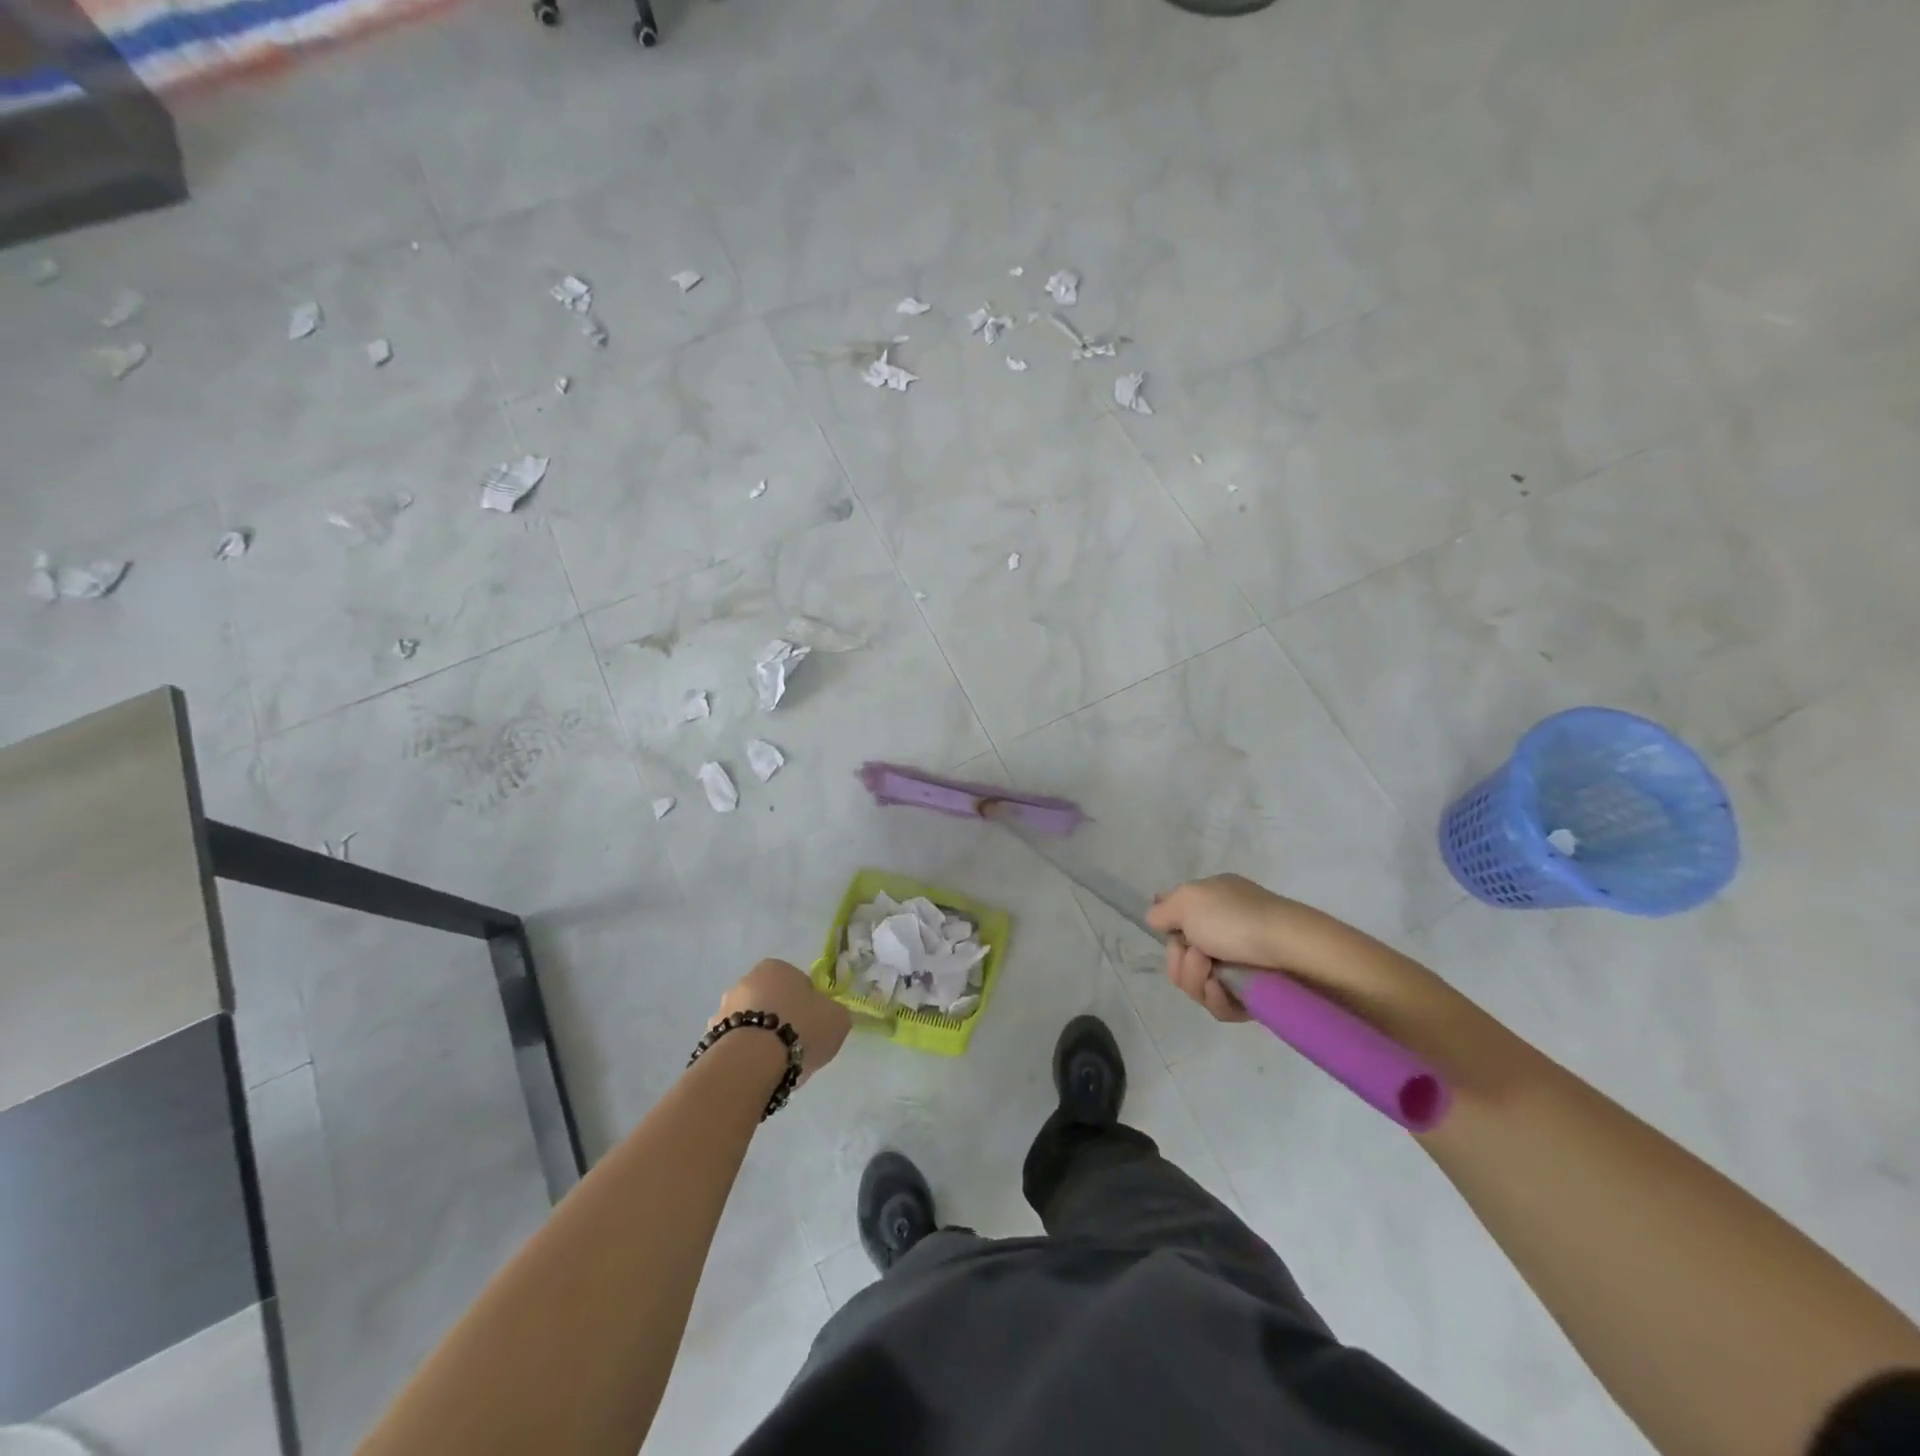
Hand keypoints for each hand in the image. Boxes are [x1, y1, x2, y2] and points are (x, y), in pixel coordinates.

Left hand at [714, 958, 850, 1083]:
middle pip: (770, 1001)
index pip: (797, 982)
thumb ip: (834, 1013)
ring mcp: (722, 1009)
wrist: (752, 1062)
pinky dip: (744, 1056)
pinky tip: (756, 1072)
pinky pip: (735, 1045)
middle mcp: (745, 981)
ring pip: (749, 1023)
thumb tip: (828, 1015)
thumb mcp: (837, 1018)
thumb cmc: (800, 1028)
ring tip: (775, 1065)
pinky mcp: (709, 1038)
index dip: (808, 1005)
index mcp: (775, 967)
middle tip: (795, 1044)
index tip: (812, 1025)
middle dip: (780, 1019)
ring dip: (759, 1037)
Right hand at [1146, 875, 1337, 1023]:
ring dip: (1195, 981)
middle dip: (1179, 961)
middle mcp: (1220, 932)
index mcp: (1210, 903)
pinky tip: (1224, 991)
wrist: (1292, 951)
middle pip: (1178, 958)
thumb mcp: (1188, 899)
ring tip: (1213, 975)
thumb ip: (1162, 910)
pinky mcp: (1249, 995)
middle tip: (1198, 956)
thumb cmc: (1237, 918)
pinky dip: (1216, 999)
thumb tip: (1157, 919)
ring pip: (1194, 985)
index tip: (1172, 936)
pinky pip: (1218, 1005)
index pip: (1175, 918)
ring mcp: (1235, 965)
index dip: (1168, 932)